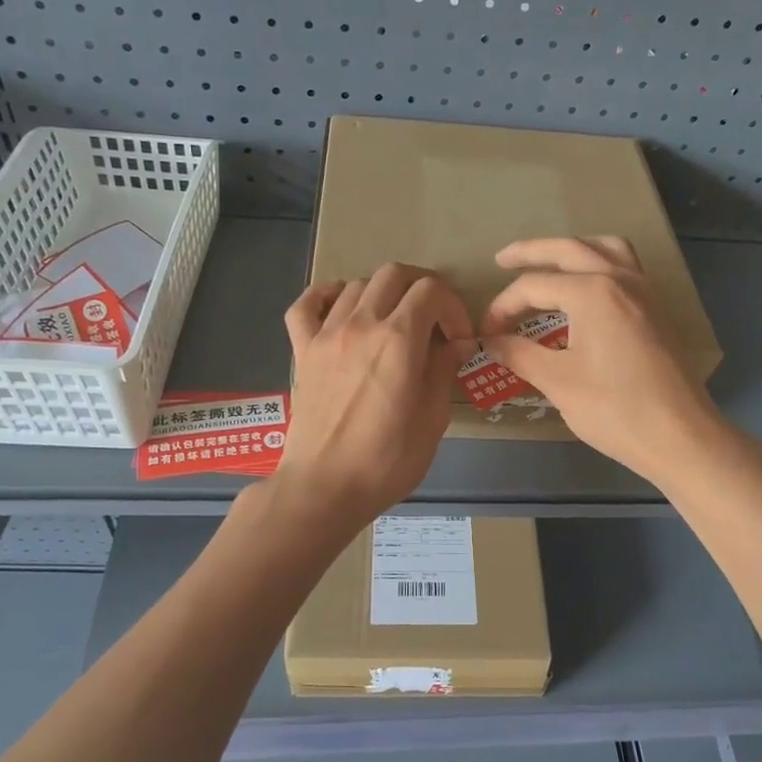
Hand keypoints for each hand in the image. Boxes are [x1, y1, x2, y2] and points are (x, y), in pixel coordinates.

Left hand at [276, 262, 474, 526]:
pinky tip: (342, 308)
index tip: (459, 339)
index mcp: (398, 339)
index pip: (431, 291)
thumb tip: (456, 344)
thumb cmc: (387, 461)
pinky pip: (306, 305)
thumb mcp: (432, 419)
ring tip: (394, 324)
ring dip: (383, 295)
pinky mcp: (302, 350)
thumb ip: (443, 370)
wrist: (324, 487)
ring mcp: (326, 334)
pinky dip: (326, 296)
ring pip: (357, 284)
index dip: (453, 307)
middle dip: (422, 288)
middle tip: (433, 321)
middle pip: (394, 274)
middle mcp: (361, 324)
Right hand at [480, 237, 722, 483]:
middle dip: (531, 252)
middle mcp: (620, 279)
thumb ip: (520, 354)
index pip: (534, 286)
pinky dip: (600, 264)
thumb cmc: (615, 410)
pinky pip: (625, 267)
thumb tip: (491, 341)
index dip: (503, 307)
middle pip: (568, 250)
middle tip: (502, 260)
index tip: (486, 333)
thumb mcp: (558, 382)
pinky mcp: (656, 309)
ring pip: (604, 249)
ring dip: (573, 250)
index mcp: (593, 292)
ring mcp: (644, 291)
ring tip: (550, 264)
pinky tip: (587, 289)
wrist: (680, 436)